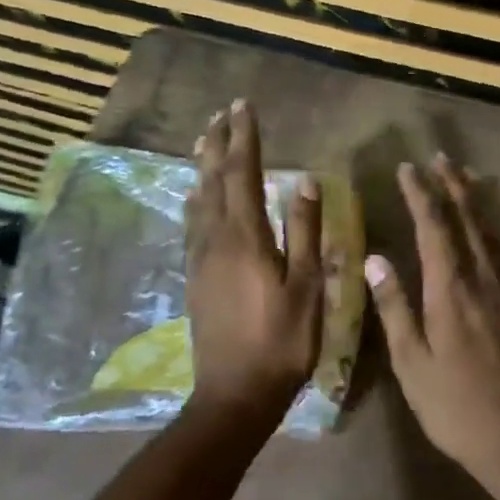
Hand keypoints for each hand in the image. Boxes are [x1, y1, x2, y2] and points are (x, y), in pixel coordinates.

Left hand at [185, 100, 322, 415]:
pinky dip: (196, 199)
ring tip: (204, 142)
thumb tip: (305, 181)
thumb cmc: (282, 341)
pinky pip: (192, 223)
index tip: (244, 106)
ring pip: (198, 200)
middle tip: (220, 114)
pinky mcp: (194, 277)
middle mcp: (216, 239)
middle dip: (217, 144)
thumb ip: (305, 232)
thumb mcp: (307, 287)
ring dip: (202, 167)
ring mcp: (200, 259)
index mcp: (246, 237)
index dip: (244, 138)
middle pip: (212, 180)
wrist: (235, 392)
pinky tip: (197, 199)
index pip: (242, 173)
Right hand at [366, 156, 499, 487]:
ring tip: (465, 176)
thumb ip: (394, 308)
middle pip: (467, 222)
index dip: (420, 195)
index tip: (408, 169)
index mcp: (450, 293)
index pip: (434, 229)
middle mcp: (482, 282)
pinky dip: (491, 229)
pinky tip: (487, 228)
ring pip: (489, 234)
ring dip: (474, 202)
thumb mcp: (413, 364)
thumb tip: (374, 259)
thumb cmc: (455, 408)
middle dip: (451, 187)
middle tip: (439, 158)